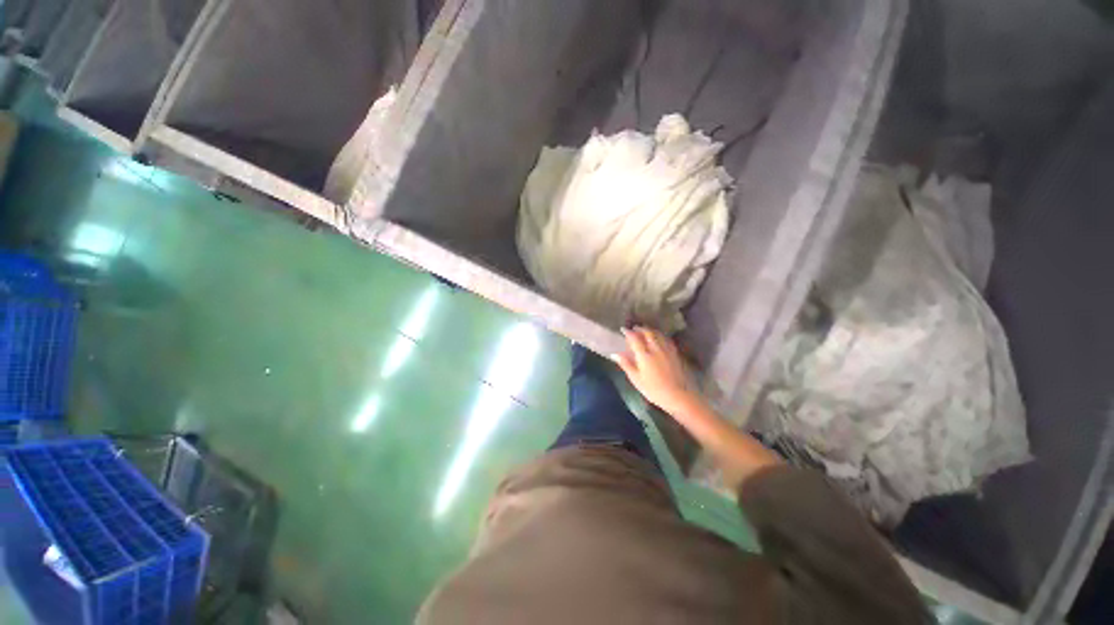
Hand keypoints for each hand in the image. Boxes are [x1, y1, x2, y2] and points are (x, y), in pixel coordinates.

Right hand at [614, 327, 697, 414]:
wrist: (679, 396)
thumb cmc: (654, 390)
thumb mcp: (636, 379)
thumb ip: (626, 364)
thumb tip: (615, 354)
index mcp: (644, 355)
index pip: (635, 339)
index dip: (628, 332)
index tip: (623, 329)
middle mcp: (656, 348)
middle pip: (647, 333)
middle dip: (640, 329)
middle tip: (634, 328)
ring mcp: (667, 350)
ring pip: (658, 334)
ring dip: (650, 330)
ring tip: (645, 331)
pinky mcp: (675, 353)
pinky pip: (666, 339)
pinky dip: (660, 335)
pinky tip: (659, 338)